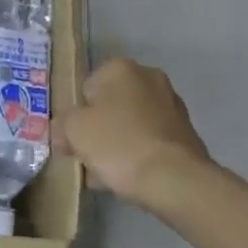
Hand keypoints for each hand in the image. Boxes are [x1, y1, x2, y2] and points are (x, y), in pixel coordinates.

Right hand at [55, 59, 211, 206]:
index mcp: (120, 68)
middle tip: (87, 157)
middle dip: (97, 130)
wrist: (174, 179)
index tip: (72, 140)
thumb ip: (62, 125)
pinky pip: (148, 141)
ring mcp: (171, 105)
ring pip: (129, 125)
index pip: (85, 89)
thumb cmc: (117, 144)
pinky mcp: (185, 133)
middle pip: (109, 106)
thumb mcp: (73, 131)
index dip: (75, 116)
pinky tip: (127, 178)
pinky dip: (137, 154)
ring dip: (116, 144)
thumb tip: (63, 132)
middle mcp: (149, 78)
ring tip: (104, 174)